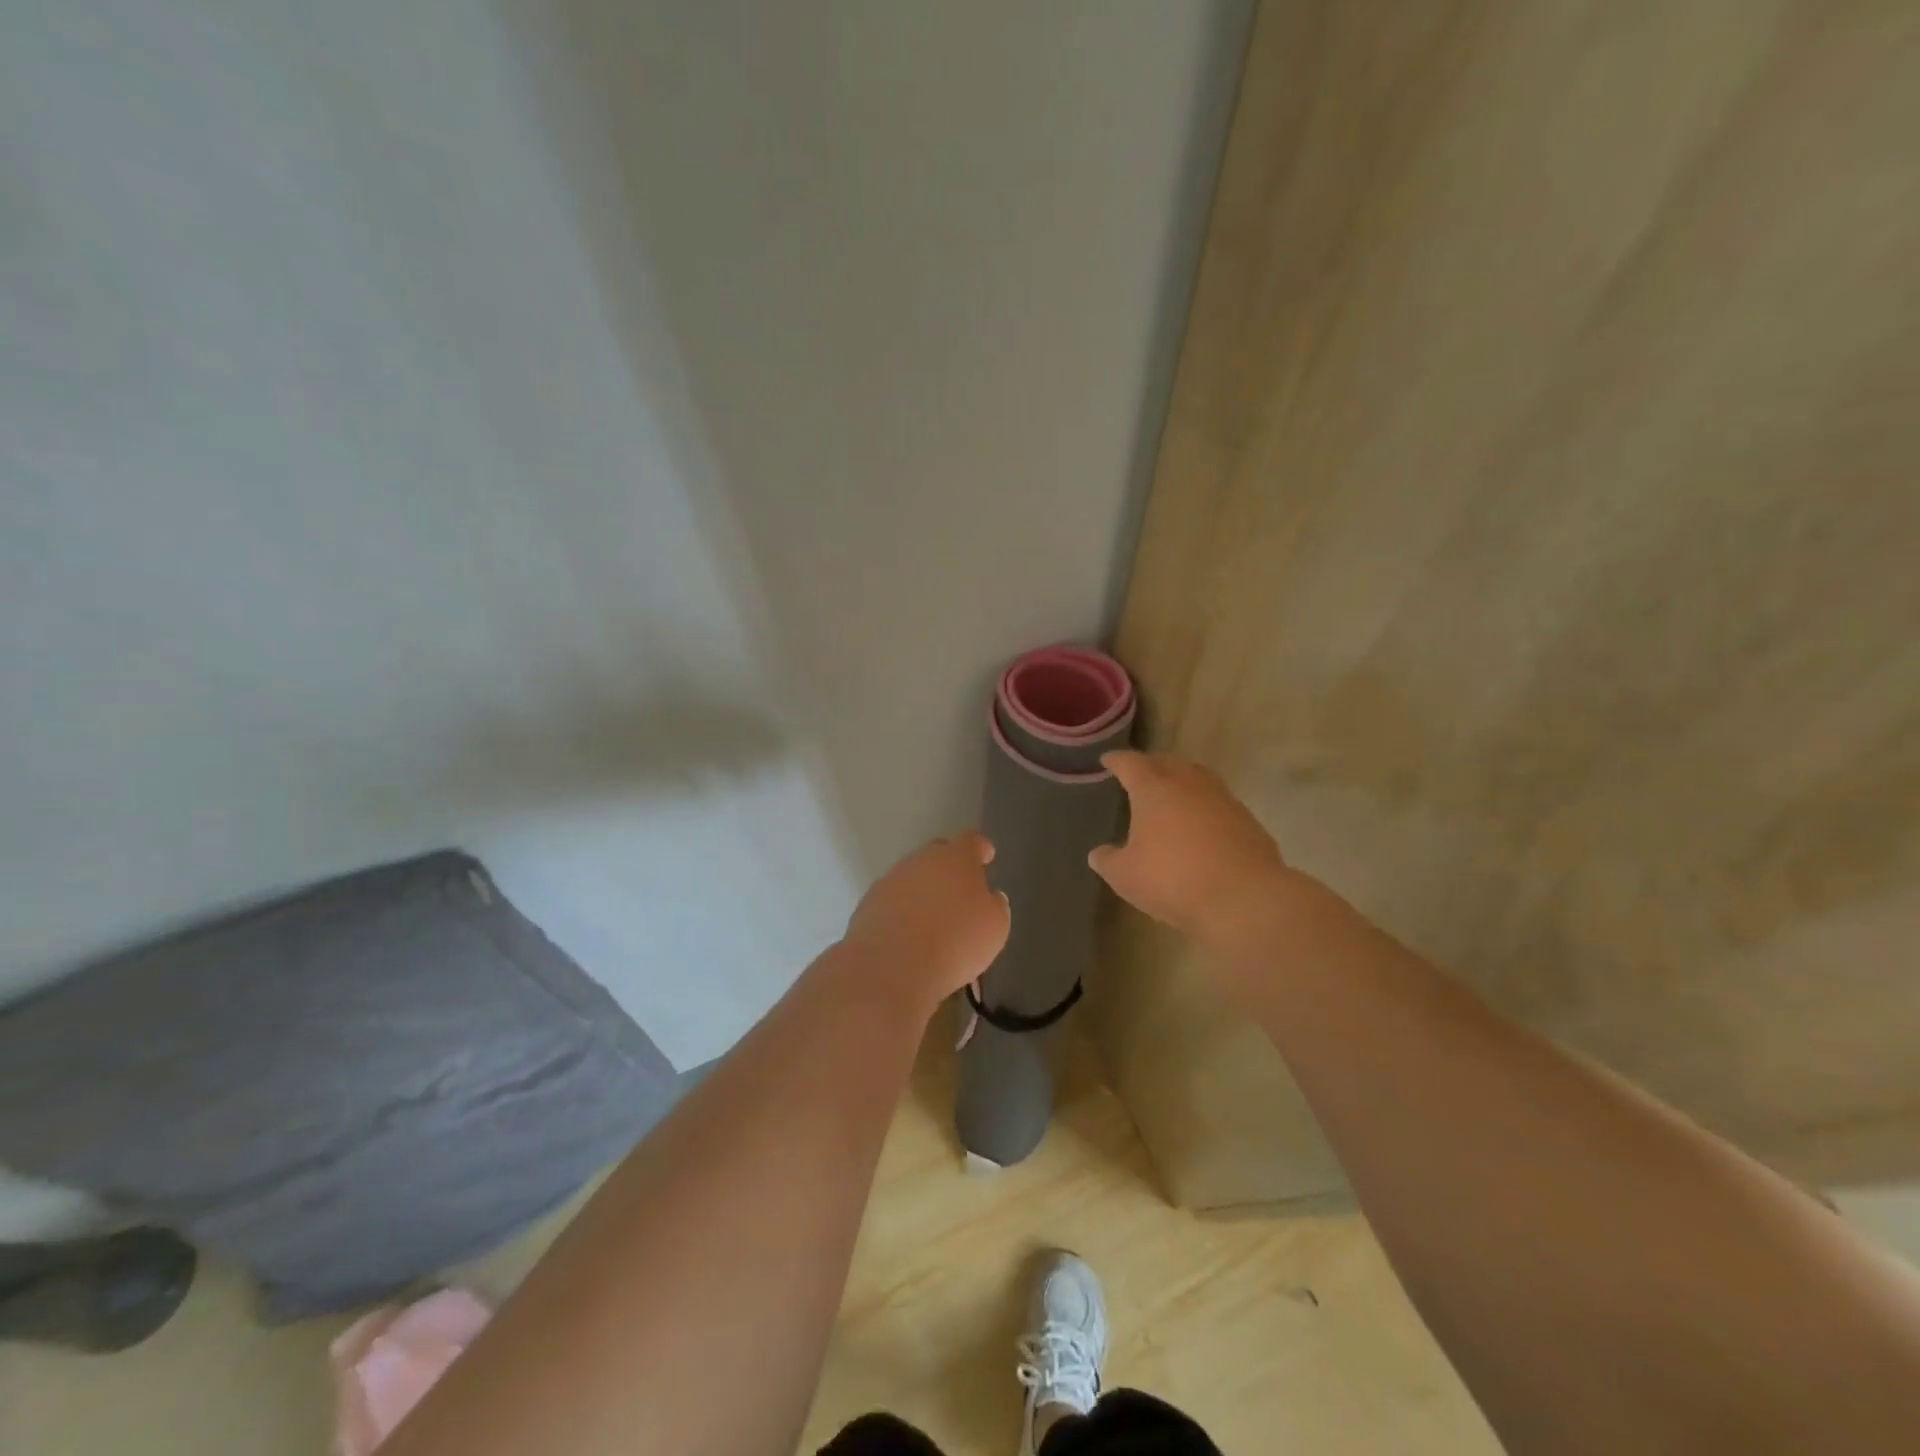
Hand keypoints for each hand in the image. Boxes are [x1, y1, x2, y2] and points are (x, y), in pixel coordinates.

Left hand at [840, 832, 1010, 1014]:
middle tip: (960, 891)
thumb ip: (994, 906)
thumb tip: (989, 898)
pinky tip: (910, 936)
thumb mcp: (994, 927)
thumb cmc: (956, 941)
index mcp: (956, 858)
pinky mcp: (868, 904)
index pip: (972, 841)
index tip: (986, 856)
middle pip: (938, 855)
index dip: (980, 849)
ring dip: (924, 892)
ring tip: (934, 921)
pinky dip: (903, 913)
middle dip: (950, 869)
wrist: (891, 966)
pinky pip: (893, 902)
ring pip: (913, 878)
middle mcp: (921, 860)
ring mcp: (891, 880)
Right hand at [1089, 751, 1286, 939]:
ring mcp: (1222, 799)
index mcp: (1153, 789)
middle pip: (1167, 762)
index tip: (1108, 759)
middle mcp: (1188, 783)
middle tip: (1140, 774)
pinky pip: (1218, 802)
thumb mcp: (1125, 876)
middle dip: (1151, 765)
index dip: (1117, 760)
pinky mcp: (1247, 820)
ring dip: (1182, 781)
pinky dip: (1204, 806)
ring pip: (1197, 777)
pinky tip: (1200, 825)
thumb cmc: (1173, 879)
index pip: (1130, 764)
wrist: (1244, 898)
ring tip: (1171, 794)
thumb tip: (1098, 854)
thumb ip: (1108, 861)